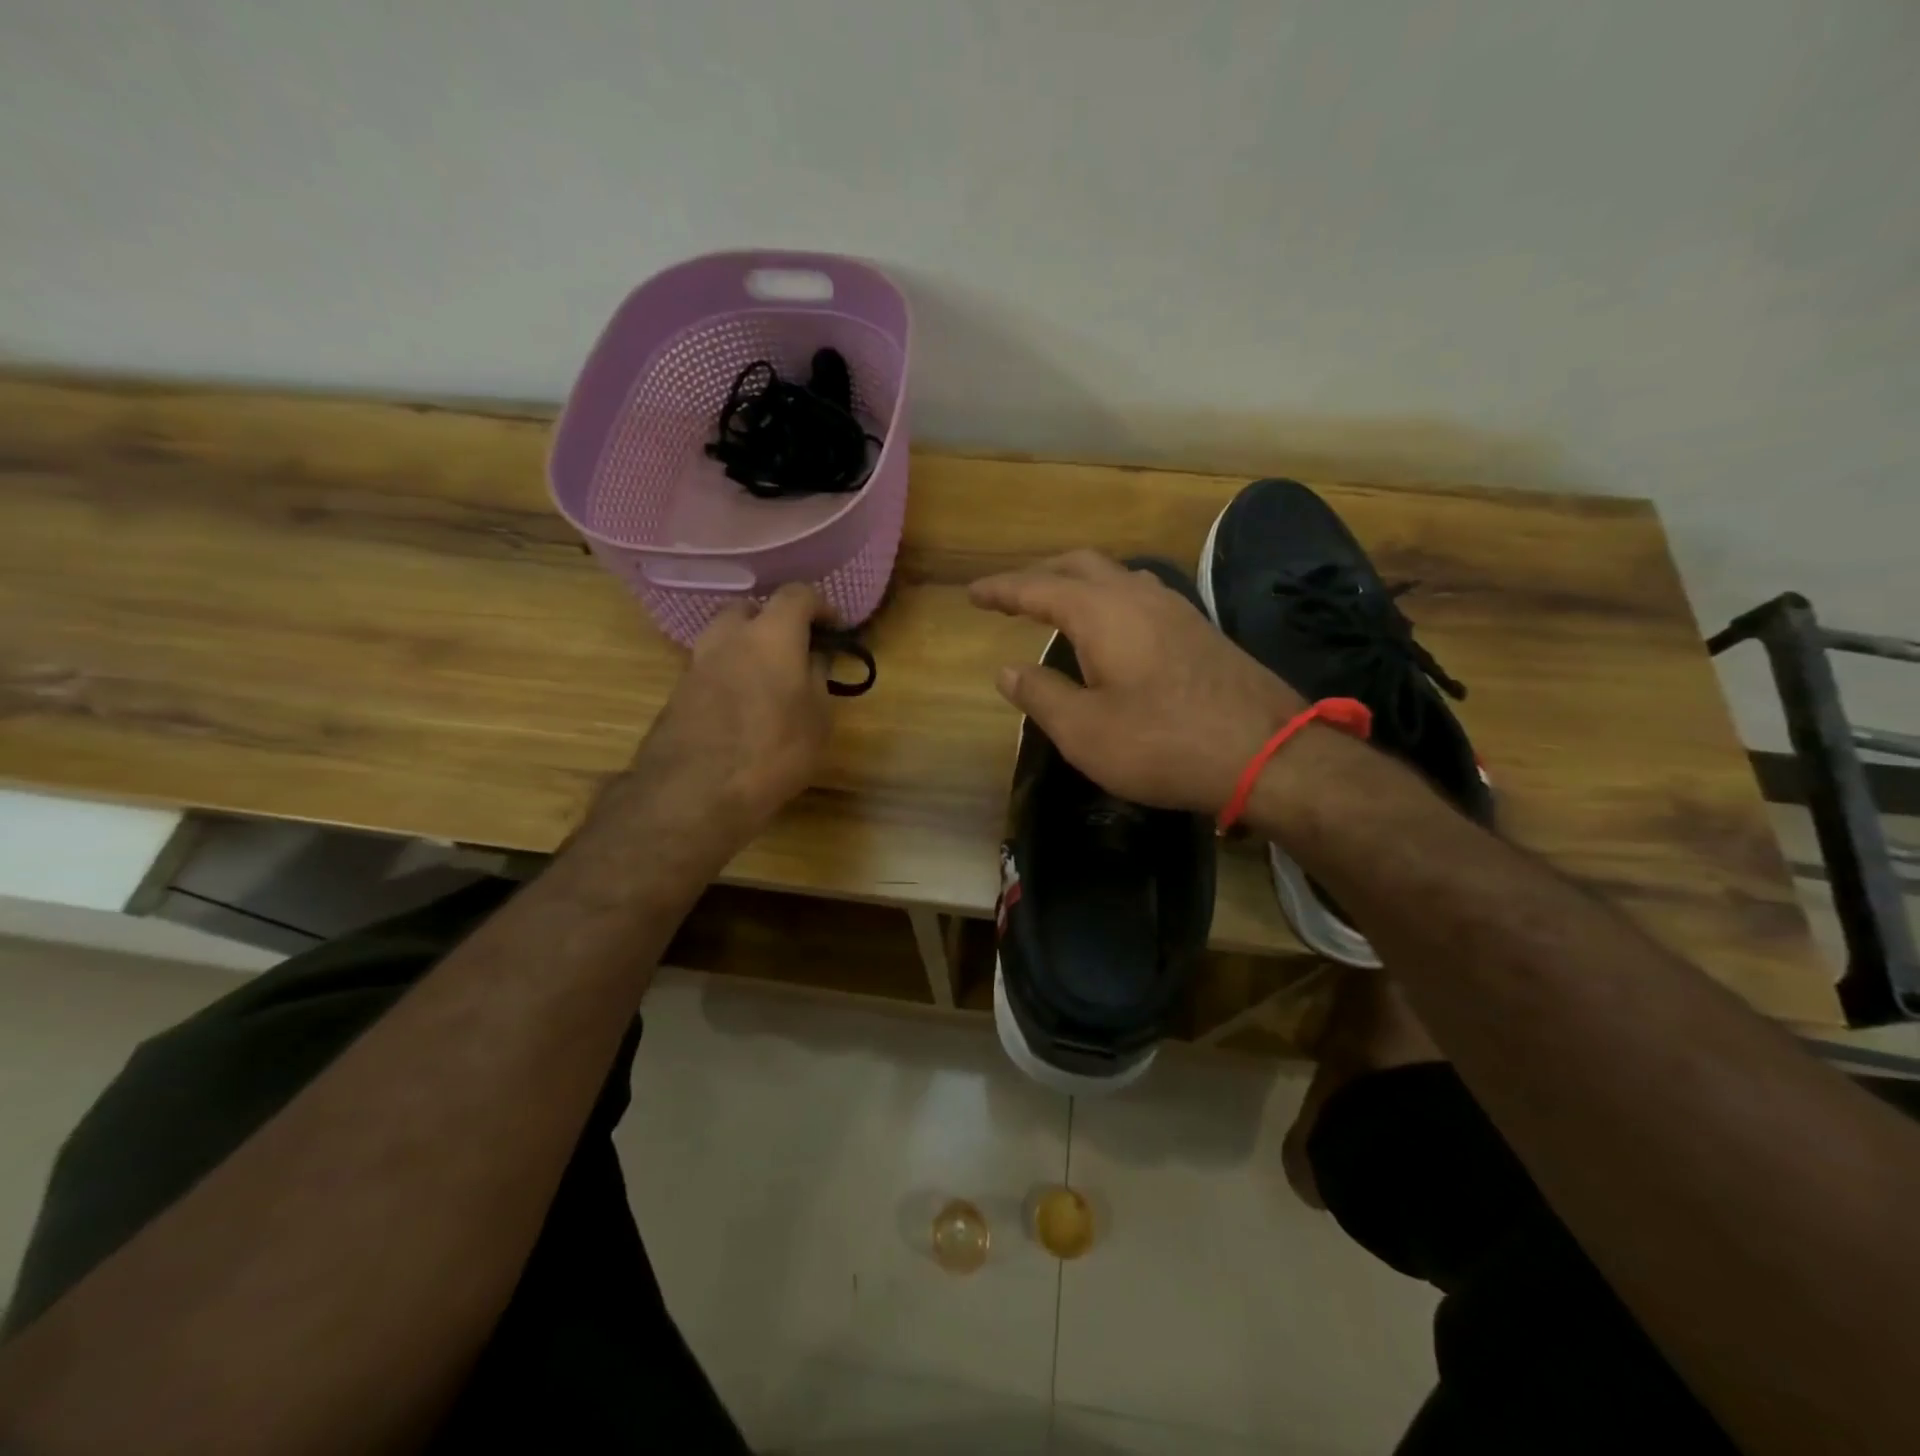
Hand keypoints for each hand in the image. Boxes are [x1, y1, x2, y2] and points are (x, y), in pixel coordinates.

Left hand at [600, 584, 833, 855]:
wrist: (695, 793)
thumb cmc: (774, 751)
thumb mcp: (818, 719)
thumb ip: (818, 678)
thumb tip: (814, 658)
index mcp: (771, 634)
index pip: (797, 594)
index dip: (820, 606)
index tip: (834, 629)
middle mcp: (729, 636)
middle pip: (752, 609)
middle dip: (776, 622)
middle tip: (796, 652)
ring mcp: (697, 662)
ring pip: (725, 637)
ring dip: (748, 647)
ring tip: (769, 681)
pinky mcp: (677, 691)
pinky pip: (711, 668)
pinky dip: (729, 674)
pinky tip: (743, 707)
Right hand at [970, 551, 1306, 813]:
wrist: (1267, 754)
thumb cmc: (1163, 743)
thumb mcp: (1084, 730)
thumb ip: (1040, 695)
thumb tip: (1007, 670)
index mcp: (1102, 612)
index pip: (1038, 587)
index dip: (1001, 589)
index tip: (973, 593)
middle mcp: (1139, 596)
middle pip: (1081, 564)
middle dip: (1040, 574)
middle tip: (1011, 595)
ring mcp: (1176, 609)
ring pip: (1116, 576)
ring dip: (1079, 583)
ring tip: (1057, 607)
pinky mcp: (1200, 630)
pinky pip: (1141, 596)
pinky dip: (1109, 600)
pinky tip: (1112, 629)